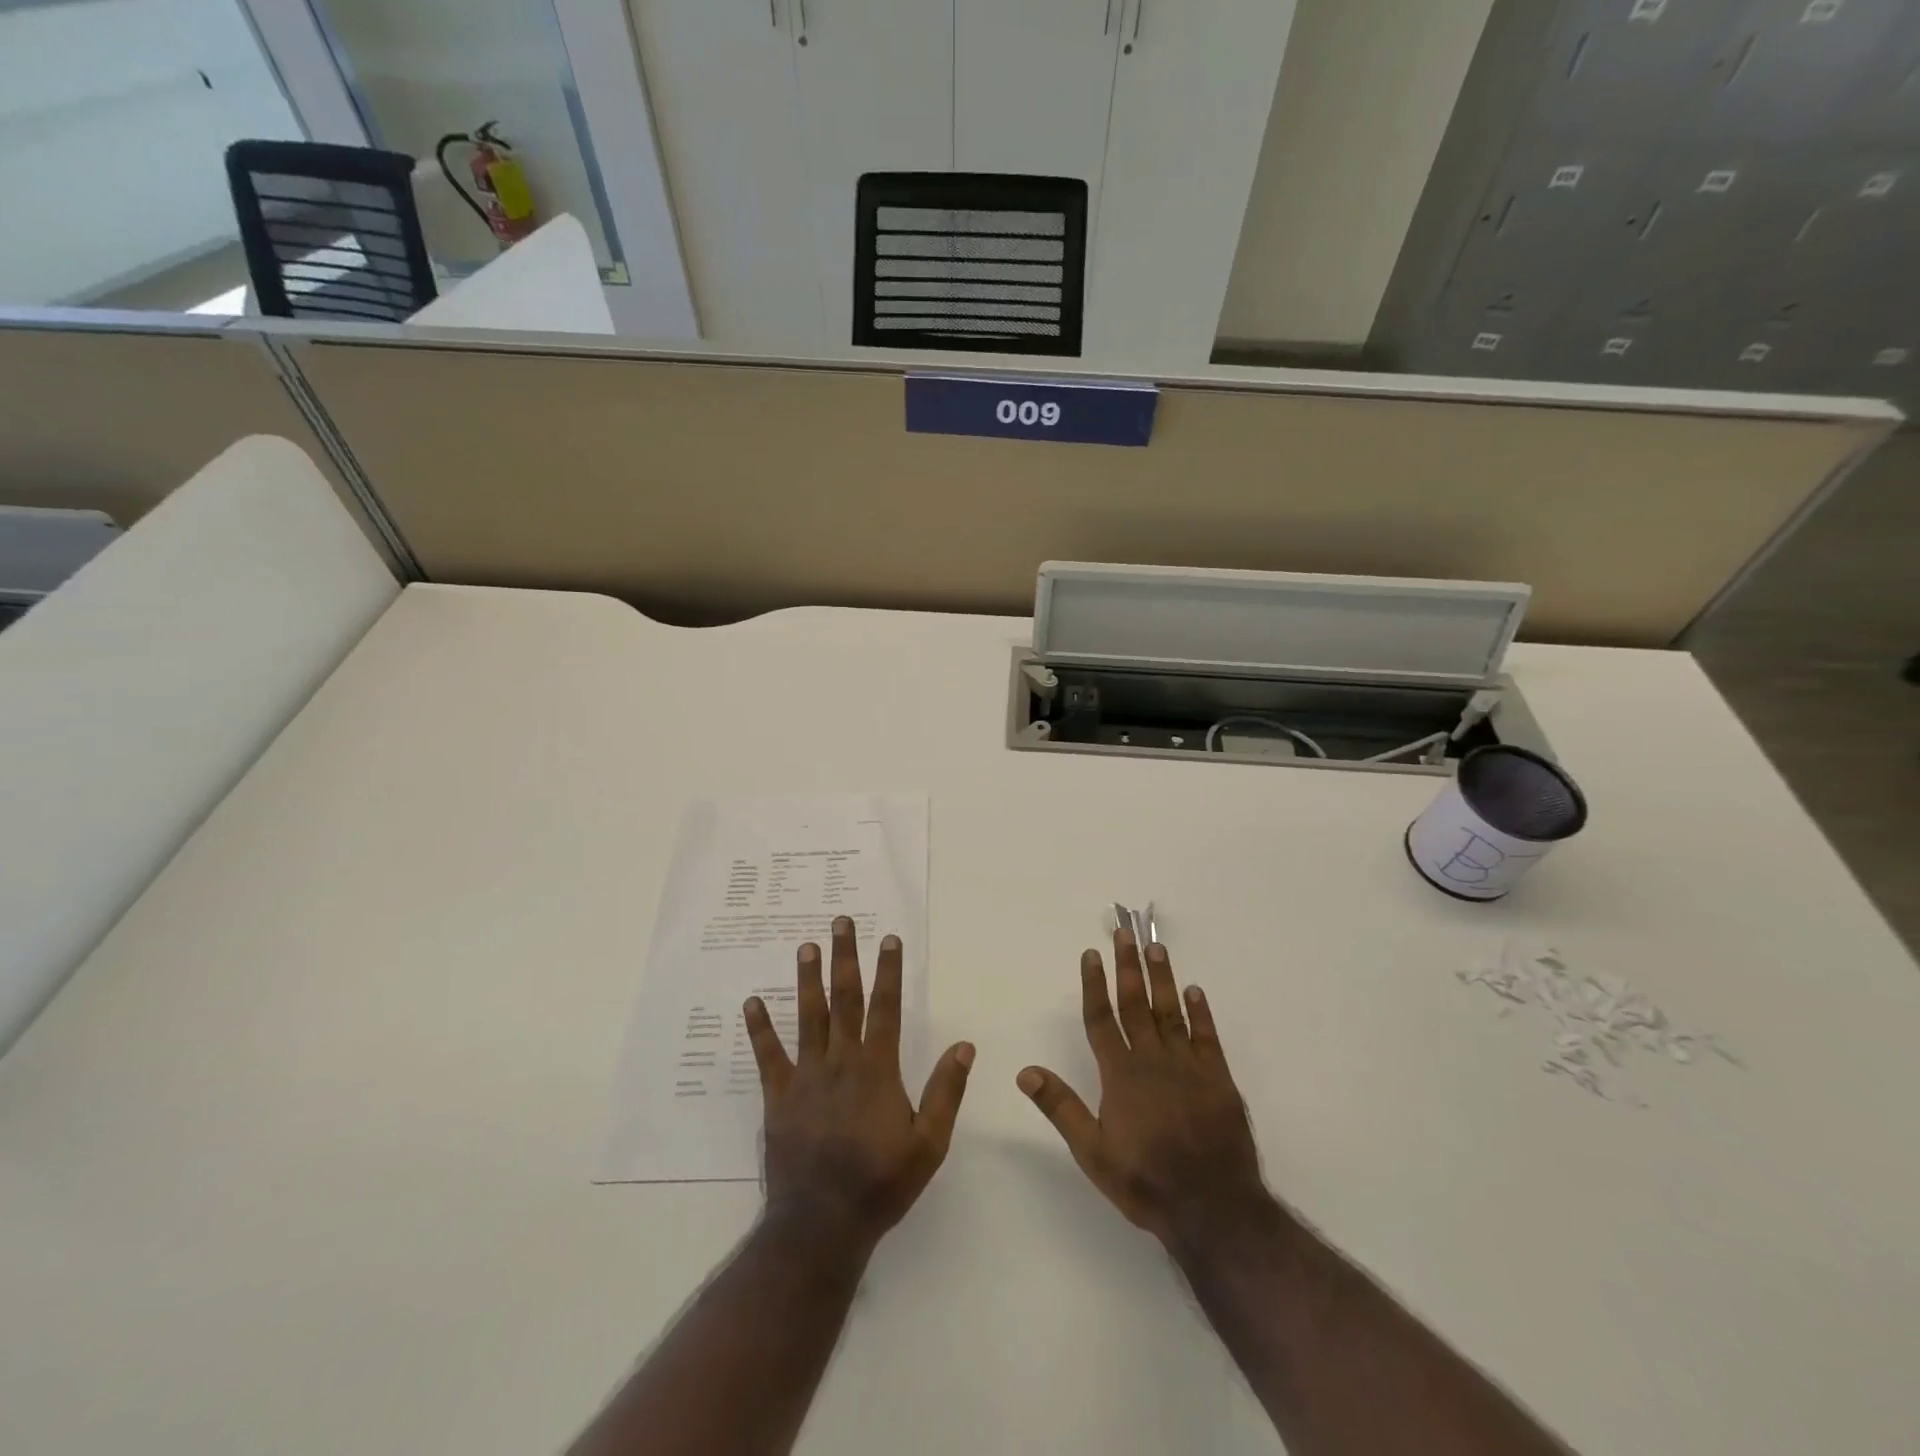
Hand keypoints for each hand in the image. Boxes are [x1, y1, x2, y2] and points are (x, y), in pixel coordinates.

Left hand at [744, 918, 973, 1254]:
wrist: (821, 1224)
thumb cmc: (881, 1183)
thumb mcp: (929, 1144)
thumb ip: (946, 1091)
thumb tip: (964, 1045)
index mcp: (877, 1069)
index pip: (886, 1008)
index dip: (889, 971)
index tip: (888, 938)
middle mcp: (841, 1061)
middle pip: (844, 999)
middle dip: (845, 958)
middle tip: (840, 922)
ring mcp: (806, 1076)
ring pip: (807, 1017)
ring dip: (807, 979)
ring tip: (806, 946)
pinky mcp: (779, 1096)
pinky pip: (768, 1056)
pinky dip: (759, 1029)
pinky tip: (750, 1003)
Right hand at [1018, 931, 1267, 1247]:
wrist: (1214, 1209)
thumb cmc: (1146, 1181)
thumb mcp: (1093, 1153)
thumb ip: (1061, 1108)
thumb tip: (1025, 1071)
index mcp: (1120, 1075)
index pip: (1101, 1019)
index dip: (1094, 984)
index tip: (1090, 954)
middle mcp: (1152, 1060)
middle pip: (1135, 1003)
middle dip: (1127, 966)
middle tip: (1122, 933)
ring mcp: (1188, 1066)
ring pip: (1170, 1011)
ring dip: (1162, 978)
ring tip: (1155, 947)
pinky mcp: (1219, 1078)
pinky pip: (1207, 1036)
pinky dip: (1201, 1012)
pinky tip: (1195, 991)